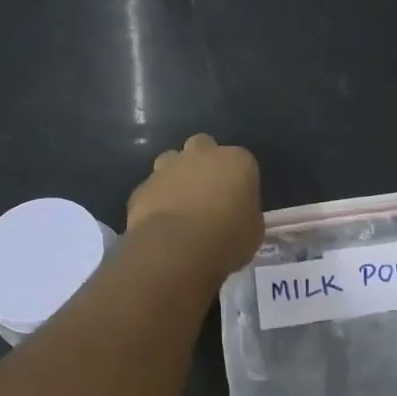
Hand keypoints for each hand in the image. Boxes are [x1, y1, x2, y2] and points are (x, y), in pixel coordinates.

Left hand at [127, 133, 262, 279]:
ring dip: (177, 175)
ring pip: (172, 160)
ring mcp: (168, 168)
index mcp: (236, 161)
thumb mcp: (253, 231)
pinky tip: (160, 222)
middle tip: (208, 193)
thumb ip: (247, 215)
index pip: (242, 162)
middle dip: (205, 163)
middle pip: (203, 146)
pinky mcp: (143, 187)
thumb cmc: (227, 238)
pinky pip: (152, 189)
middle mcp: (201, 155)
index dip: (240, 182)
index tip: (239, 202)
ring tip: (181, 204)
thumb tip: (239, 216)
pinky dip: (156, 200)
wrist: (176, 249)